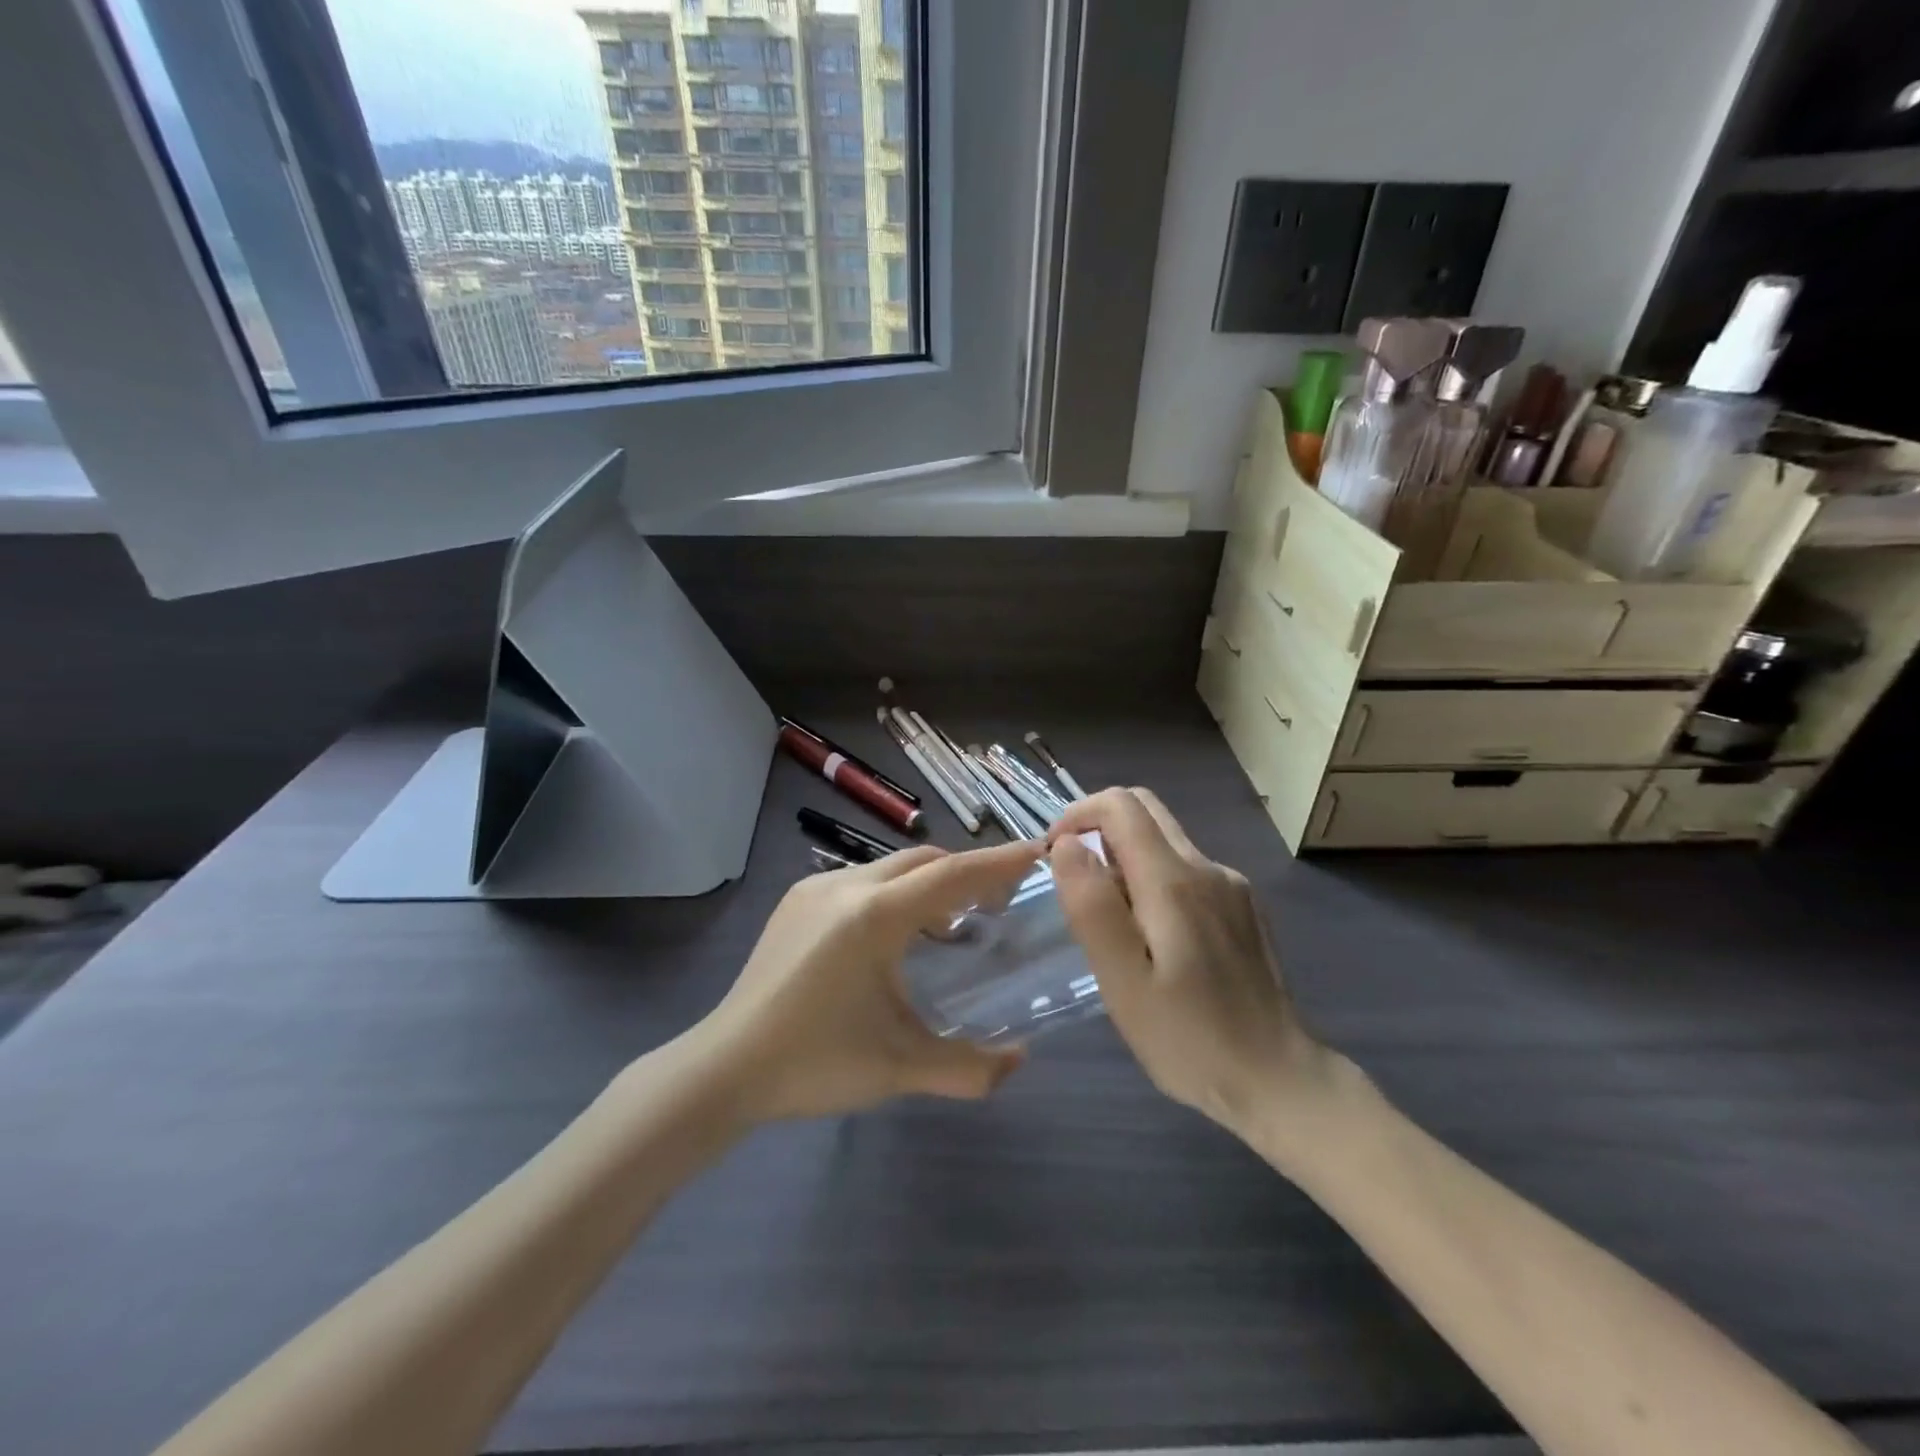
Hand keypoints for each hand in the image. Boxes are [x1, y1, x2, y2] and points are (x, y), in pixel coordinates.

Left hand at [688, 840, 1044, 1122]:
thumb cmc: (815, 1063)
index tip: (1036, 851)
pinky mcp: (795, 900)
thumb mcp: (900, 1067)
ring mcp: (815, 888)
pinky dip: (894, 893)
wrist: (724, 1067)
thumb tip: (1020, 1060)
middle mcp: (846, 886)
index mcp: (874, 916)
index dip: (998, 863)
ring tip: (950, 925)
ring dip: (928, 884)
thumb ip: (969, 1068)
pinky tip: (895, 935)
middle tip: (999, 902)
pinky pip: (861, 880)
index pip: (952, 875)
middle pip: (924, 861)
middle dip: (966, 872)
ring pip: (891, 868)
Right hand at [1048, 788, 1337, 1138]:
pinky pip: (1187, 870)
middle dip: (1099, 828)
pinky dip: (1154, 881)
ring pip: (1166, 841)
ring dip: (1126, 859)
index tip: (1055, 856)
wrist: (1279, 1079)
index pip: (1120, 806)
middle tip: (1077, 882)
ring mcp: (1232, 886)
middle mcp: (1207, 868)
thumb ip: (1092, 906)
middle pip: (1145, 810)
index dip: (1078, 815)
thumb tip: (1066, 845)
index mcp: (1174, 881)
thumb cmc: (1189, 1039)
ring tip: (1112, 926)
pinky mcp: (1244, 907)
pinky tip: (1154, 940)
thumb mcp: (1124, 982)